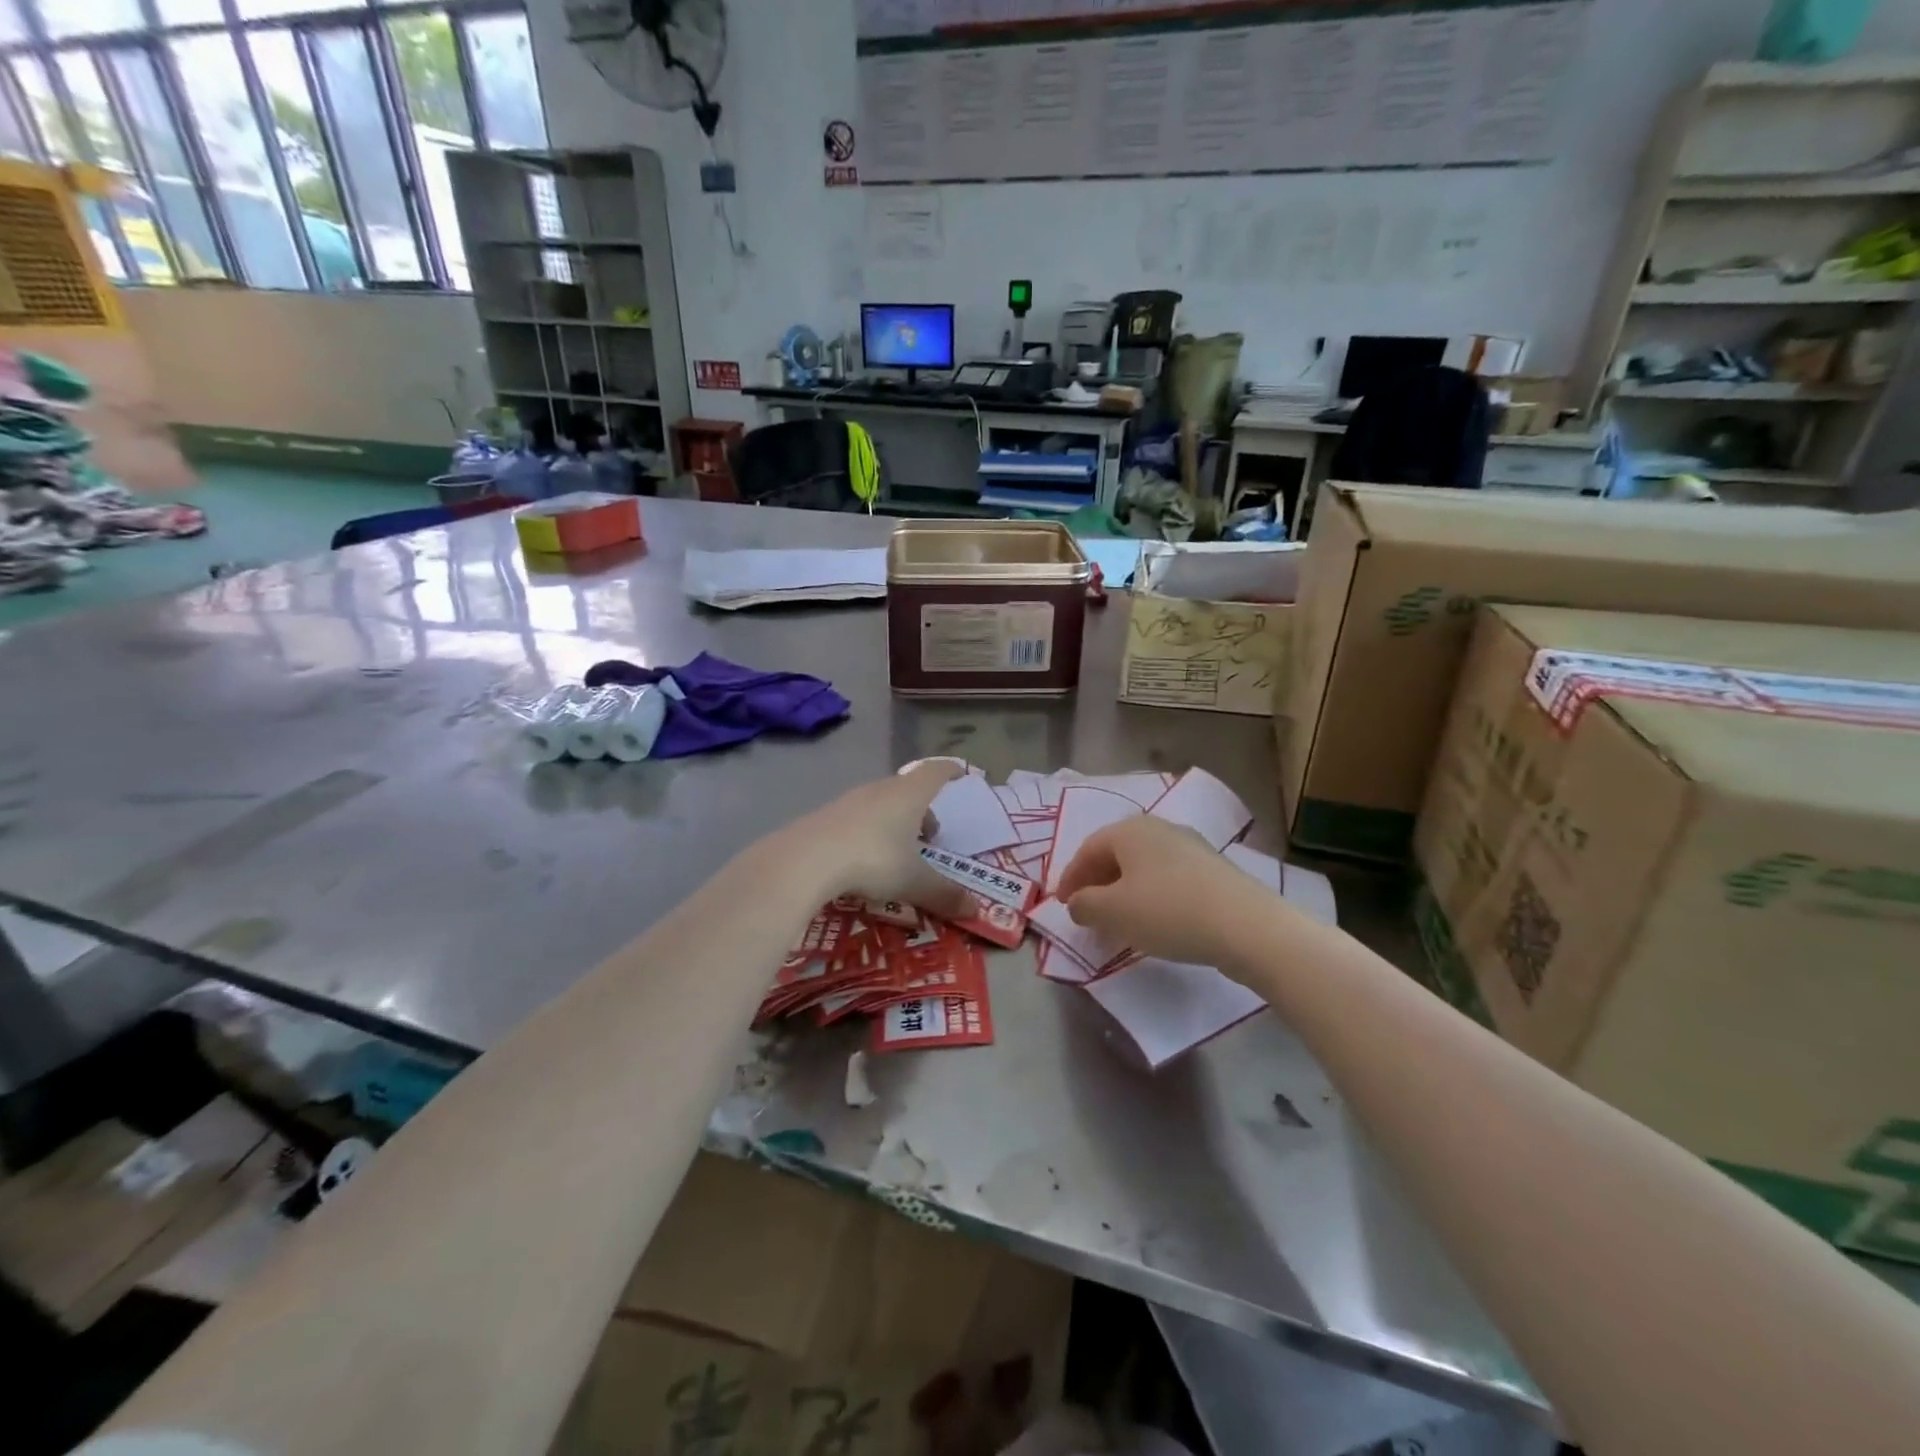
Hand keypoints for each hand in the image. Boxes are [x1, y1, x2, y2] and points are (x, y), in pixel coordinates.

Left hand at [777, 762, 973, 919]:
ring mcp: (849, 801)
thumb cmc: (872, 860)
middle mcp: (880, 790)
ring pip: (881, 804)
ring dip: (895, 822)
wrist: (804, 860)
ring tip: (898, 852)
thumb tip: (975, 911)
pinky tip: (863, 861)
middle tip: (931, 837)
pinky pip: (857, 819)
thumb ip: (944, 895)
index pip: (935, 772)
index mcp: (909, 795)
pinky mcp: (825, 817)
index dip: (951, 772)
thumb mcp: (913, 882)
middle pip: (908, 789)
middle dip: (923, 810)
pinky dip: (869, 832)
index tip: (961, 774)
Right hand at [1055, 816, 1270, 968]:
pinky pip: (1168, 877)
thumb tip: (1078, 902)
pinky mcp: (1213, 868)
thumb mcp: (1113, 912)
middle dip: (1097, 881)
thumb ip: (1084, 905)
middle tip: (1087, 910)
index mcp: (1129, 830)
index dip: (1070, 877)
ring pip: (1143, 865)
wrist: (1246, 925)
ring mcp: (1190, 845)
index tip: (1062, 905)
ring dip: (1124, 889)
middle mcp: (1159, 828)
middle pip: (1116, 853)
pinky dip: (1151, 895)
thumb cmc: (1168, 912)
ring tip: (1119, 919)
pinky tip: (1155, 919)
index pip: (1087, 849)